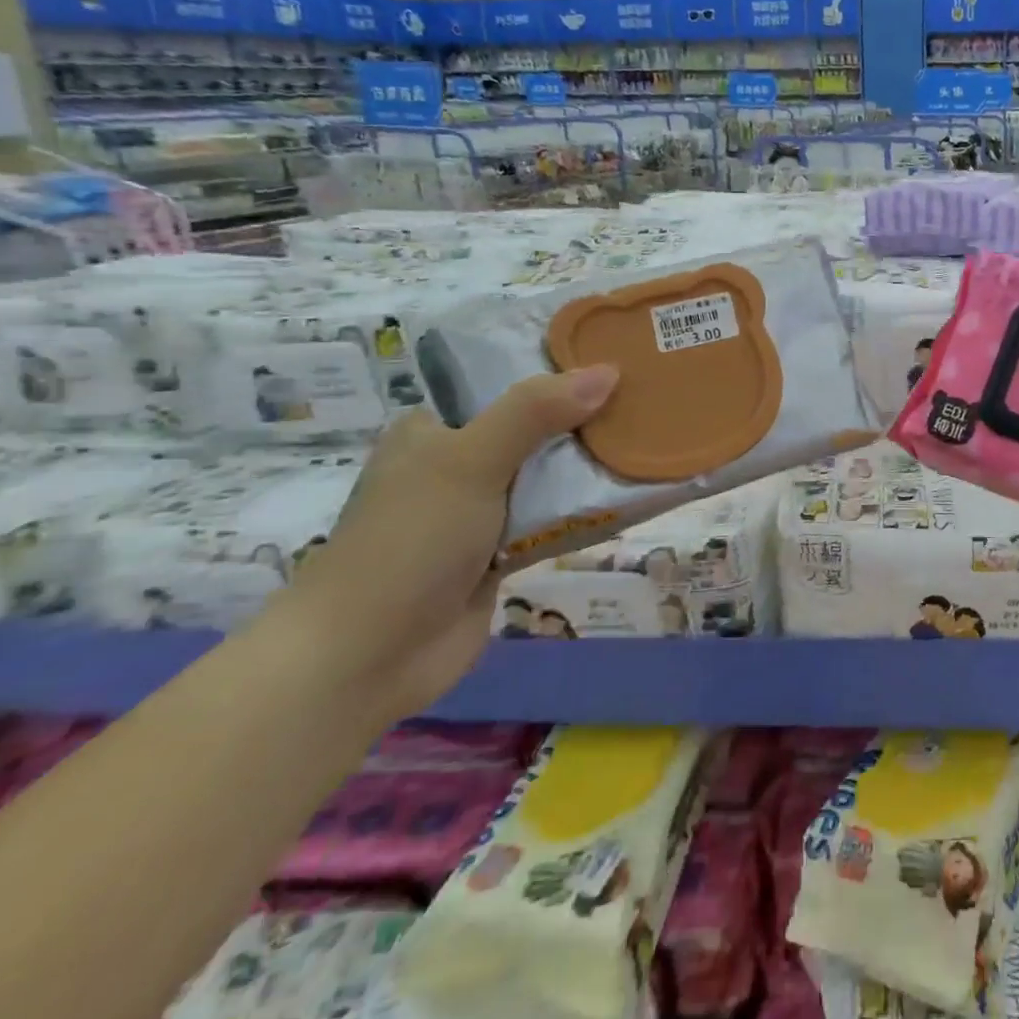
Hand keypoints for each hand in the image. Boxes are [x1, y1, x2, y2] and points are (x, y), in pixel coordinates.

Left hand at [270, 365, 617, 720]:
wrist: (369, 657)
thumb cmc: (410, 540)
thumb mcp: (471, 460)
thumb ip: (535, 413)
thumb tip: (608, 371)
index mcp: (434, 431)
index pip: (504, 385)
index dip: (557, 373)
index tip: (616, 360)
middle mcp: (457, 465)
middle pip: (533, 430)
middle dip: (583, 420)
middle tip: (646, 399)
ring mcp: (479, 512)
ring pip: (546, 476)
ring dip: (587, 467)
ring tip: (650, 437)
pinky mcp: (501, 552)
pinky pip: (552, 518)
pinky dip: (584, 508)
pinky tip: (630, 490)